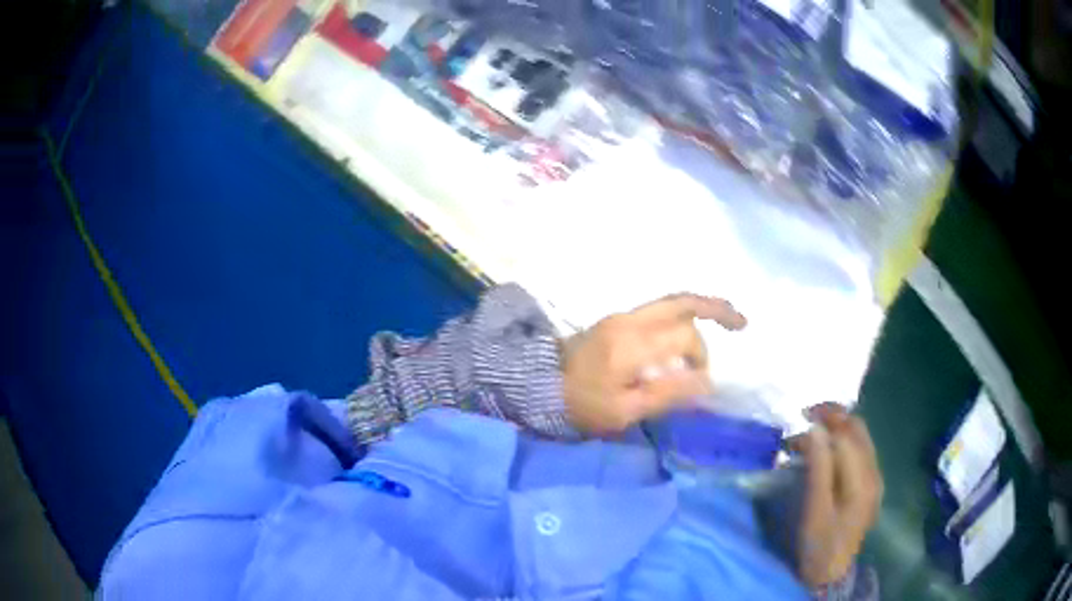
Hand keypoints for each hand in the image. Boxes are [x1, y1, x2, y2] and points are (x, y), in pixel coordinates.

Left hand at [561, 293, 745, 433]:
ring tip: (728, 318)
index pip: (684, 339)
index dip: (701, 359)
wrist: (539, 384)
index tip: (701, 383)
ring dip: (702, 309)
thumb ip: (666, 394)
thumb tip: (707, 382)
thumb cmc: (581, 404)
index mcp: (633, 343)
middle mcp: (631, 321)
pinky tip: (693, 330)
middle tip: (742, 323)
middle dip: (716, 309)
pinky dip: (684, 316)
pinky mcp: (618, 320)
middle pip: (683, 303)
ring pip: (672, 302)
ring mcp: (623, 316)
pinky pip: (660, 310)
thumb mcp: (623, 411)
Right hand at [793, 403, 883, 586]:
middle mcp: (874, 473)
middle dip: (833, 417)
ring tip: (810, 434)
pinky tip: (824, 451)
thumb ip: (819, 468)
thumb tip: (815, 430)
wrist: (831, 573)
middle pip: (858, 430)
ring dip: (836, 429)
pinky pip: (858, 451)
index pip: (846, 436)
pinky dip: (841, 442)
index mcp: (863, 480)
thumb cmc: (820, 544)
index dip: (824, 423)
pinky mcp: (868, 485)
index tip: (799, 420)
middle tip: (805, 417)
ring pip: (859, 438)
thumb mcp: (815, 510)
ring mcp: (874, 478)